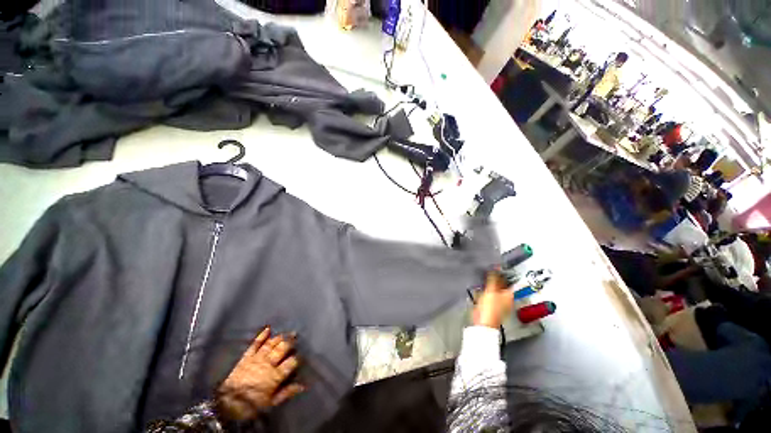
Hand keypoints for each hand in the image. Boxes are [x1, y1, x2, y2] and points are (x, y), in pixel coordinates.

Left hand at [216, 327, 303, 420]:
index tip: (300, 358)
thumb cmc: (252, 406)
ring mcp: (256, 359)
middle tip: (296, 338)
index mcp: (275, 376)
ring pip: (271, 344)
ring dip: (280, 338)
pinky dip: (261, 336)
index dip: (297, 359)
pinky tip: (268, 328)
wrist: (227, 406)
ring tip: (287, 333)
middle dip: (290, 343)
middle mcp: (268, 364)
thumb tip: (302, 386)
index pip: (291, 362)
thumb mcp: (271, 403)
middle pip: (282, 348)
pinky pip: (255, 344)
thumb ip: (287, 392)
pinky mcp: (246, 357)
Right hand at [472, 271, 513, 328]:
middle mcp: (507, 298)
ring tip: (485, 280)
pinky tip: (482, 289)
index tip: (497, 267)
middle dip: (496, 279)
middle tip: (490, 272)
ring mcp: (499, 302)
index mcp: (510, 294)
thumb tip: (496, 268)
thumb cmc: (491, 308)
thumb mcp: (491, 289)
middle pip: (502, 285)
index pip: (509, 280)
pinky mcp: (492, 305)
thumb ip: (493, 278)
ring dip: (490, 284)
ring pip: (495, 289)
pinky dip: (486, 290)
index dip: (503, 273)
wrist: (483, 321)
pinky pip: (490, 294)